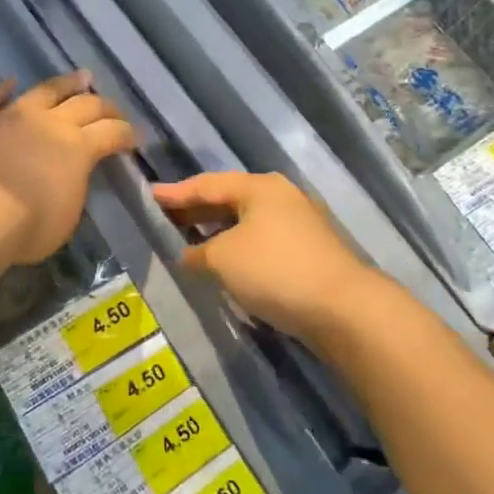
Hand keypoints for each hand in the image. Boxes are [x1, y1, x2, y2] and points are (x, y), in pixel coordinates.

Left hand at [0, 72, 134, 283]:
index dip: (126, 134)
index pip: (112, 133)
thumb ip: (71, 190)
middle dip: (105, 106)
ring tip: (80, 77)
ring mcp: (11, 115)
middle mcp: (49, 123)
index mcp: (78, 149)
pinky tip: (9, 83)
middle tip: (113, 109)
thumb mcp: (64, 218)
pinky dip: (2, 89)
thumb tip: (67, 179)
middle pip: (85, 104)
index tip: (134, 138)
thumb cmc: (25, 227)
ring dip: (66, 83)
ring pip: (45, 90)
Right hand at [152, 171, 375, 340]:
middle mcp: (282, 197)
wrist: (344, 309)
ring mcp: (301, 224)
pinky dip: (238, 247)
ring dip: (218, 231)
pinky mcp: (311, 252)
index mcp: (259, 187)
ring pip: (247, 222)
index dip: (175, 192)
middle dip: (197, 210)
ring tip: (189, 240)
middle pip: (229, 199)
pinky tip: (225, 262)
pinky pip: (262, 241)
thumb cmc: (275, 270)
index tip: (149, 195)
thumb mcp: (223, 259)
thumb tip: (189, 254)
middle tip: (165, 217)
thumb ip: (198, 252)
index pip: (207, 184)